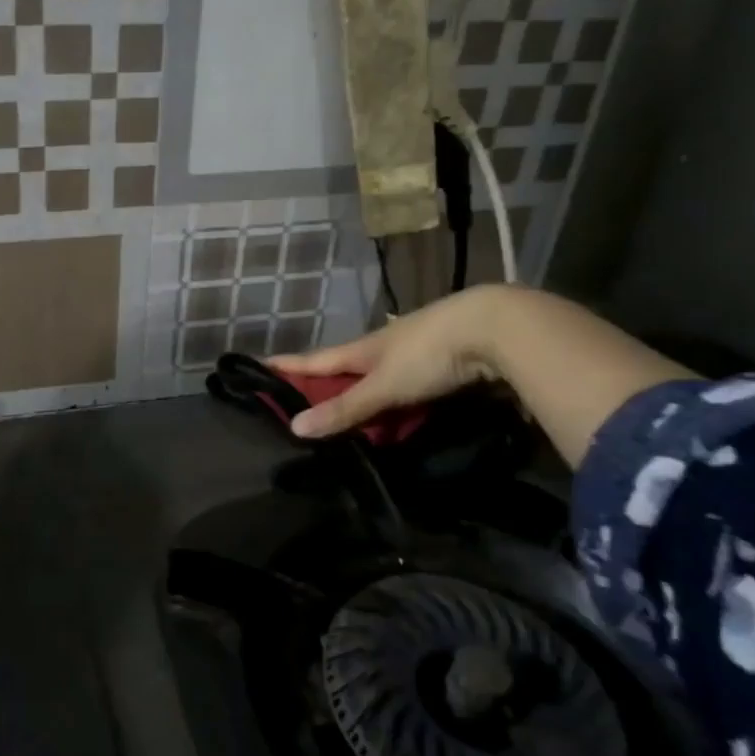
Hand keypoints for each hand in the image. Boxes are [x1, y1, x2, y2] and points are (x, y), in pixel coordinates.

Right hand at [269, 286, 510, 438]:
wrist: (494, 328)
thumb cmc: (428, 353)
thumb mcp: (382, 386)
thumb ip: (345, 409)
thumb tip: (294, 427)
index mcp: (362, 349)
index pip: (315, 359)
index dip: (288, 365)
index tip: (260, 364)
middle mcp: (384, 347)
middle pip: (345, 366)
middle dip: (324, 379)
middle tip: (301, 394)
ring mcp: (415, 351)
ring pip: (378, 374)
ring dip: (360, 389)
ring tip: (345, 406)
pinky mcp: (443, 361)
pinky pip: (407, 382)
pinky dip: (393, 396)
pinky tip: (396, 405)